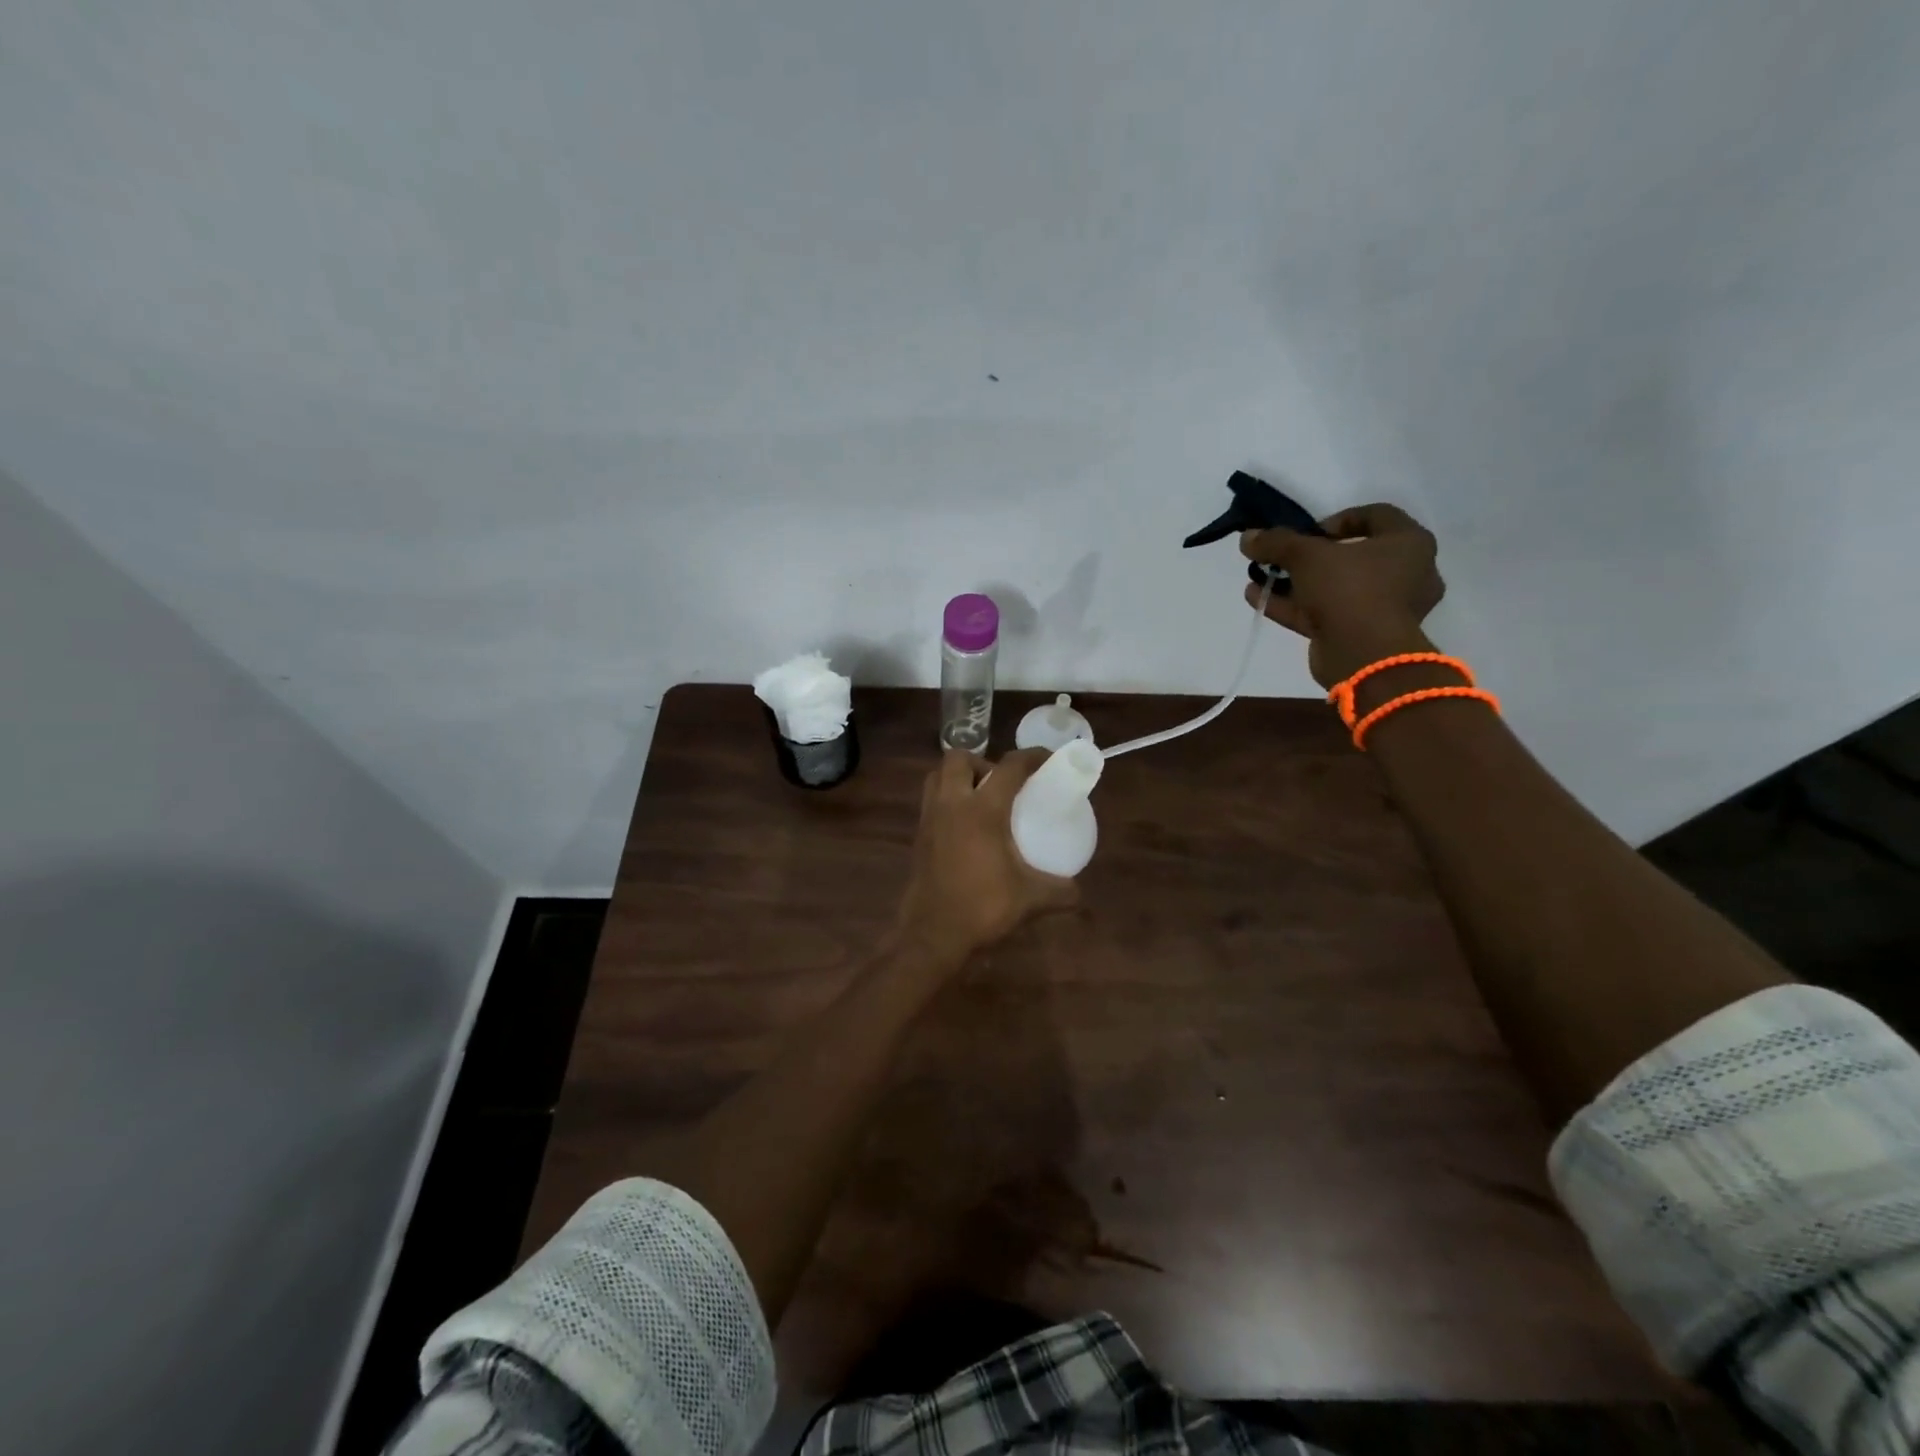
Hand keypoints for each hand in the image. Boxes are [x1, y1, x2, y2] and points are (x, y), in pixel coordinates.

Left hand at [896, 748, 1078, 963]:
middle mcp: (952, 804)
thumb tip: (1079, 891)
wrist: (932, 934)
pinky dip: (947, 800)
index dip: (1032, 756)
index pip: (1009, 767)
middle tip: (1001, 784)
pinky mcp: (918, 836)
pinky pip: (930, 801)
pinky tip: (965, 827)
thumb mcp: (1030, 899)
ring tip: (980, 798)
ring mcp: (930, 818)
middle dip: (982, 761)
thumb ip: (1061, 891)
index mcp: (982, 810)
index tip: (1048, 759)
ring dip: (958, 777)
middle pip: (959, 758)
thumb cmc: (982, 907)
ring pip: (937, 776)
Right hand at [1240, 503, 1445, 686]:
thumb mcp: (1306, 556)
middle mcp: (1406, 573)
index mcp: (1409, 543)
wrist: (1364, 655)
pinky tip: (1259, 598)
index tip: (1309, 532)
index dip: (1338, 519)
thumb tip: (1247, 537)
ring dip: (1296, 583)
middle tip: (1283, 558)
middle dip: (1309, 557)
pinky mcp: (1363, 636)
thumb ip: (1276, 542)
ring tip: (1261, 579)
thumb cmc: (1350, 588)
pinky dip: (1295, 606)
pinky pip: (1327, 613)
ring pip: (1336, 588)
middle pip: (1352, 556)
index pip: (1376, 515)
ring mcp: (1385, 608)